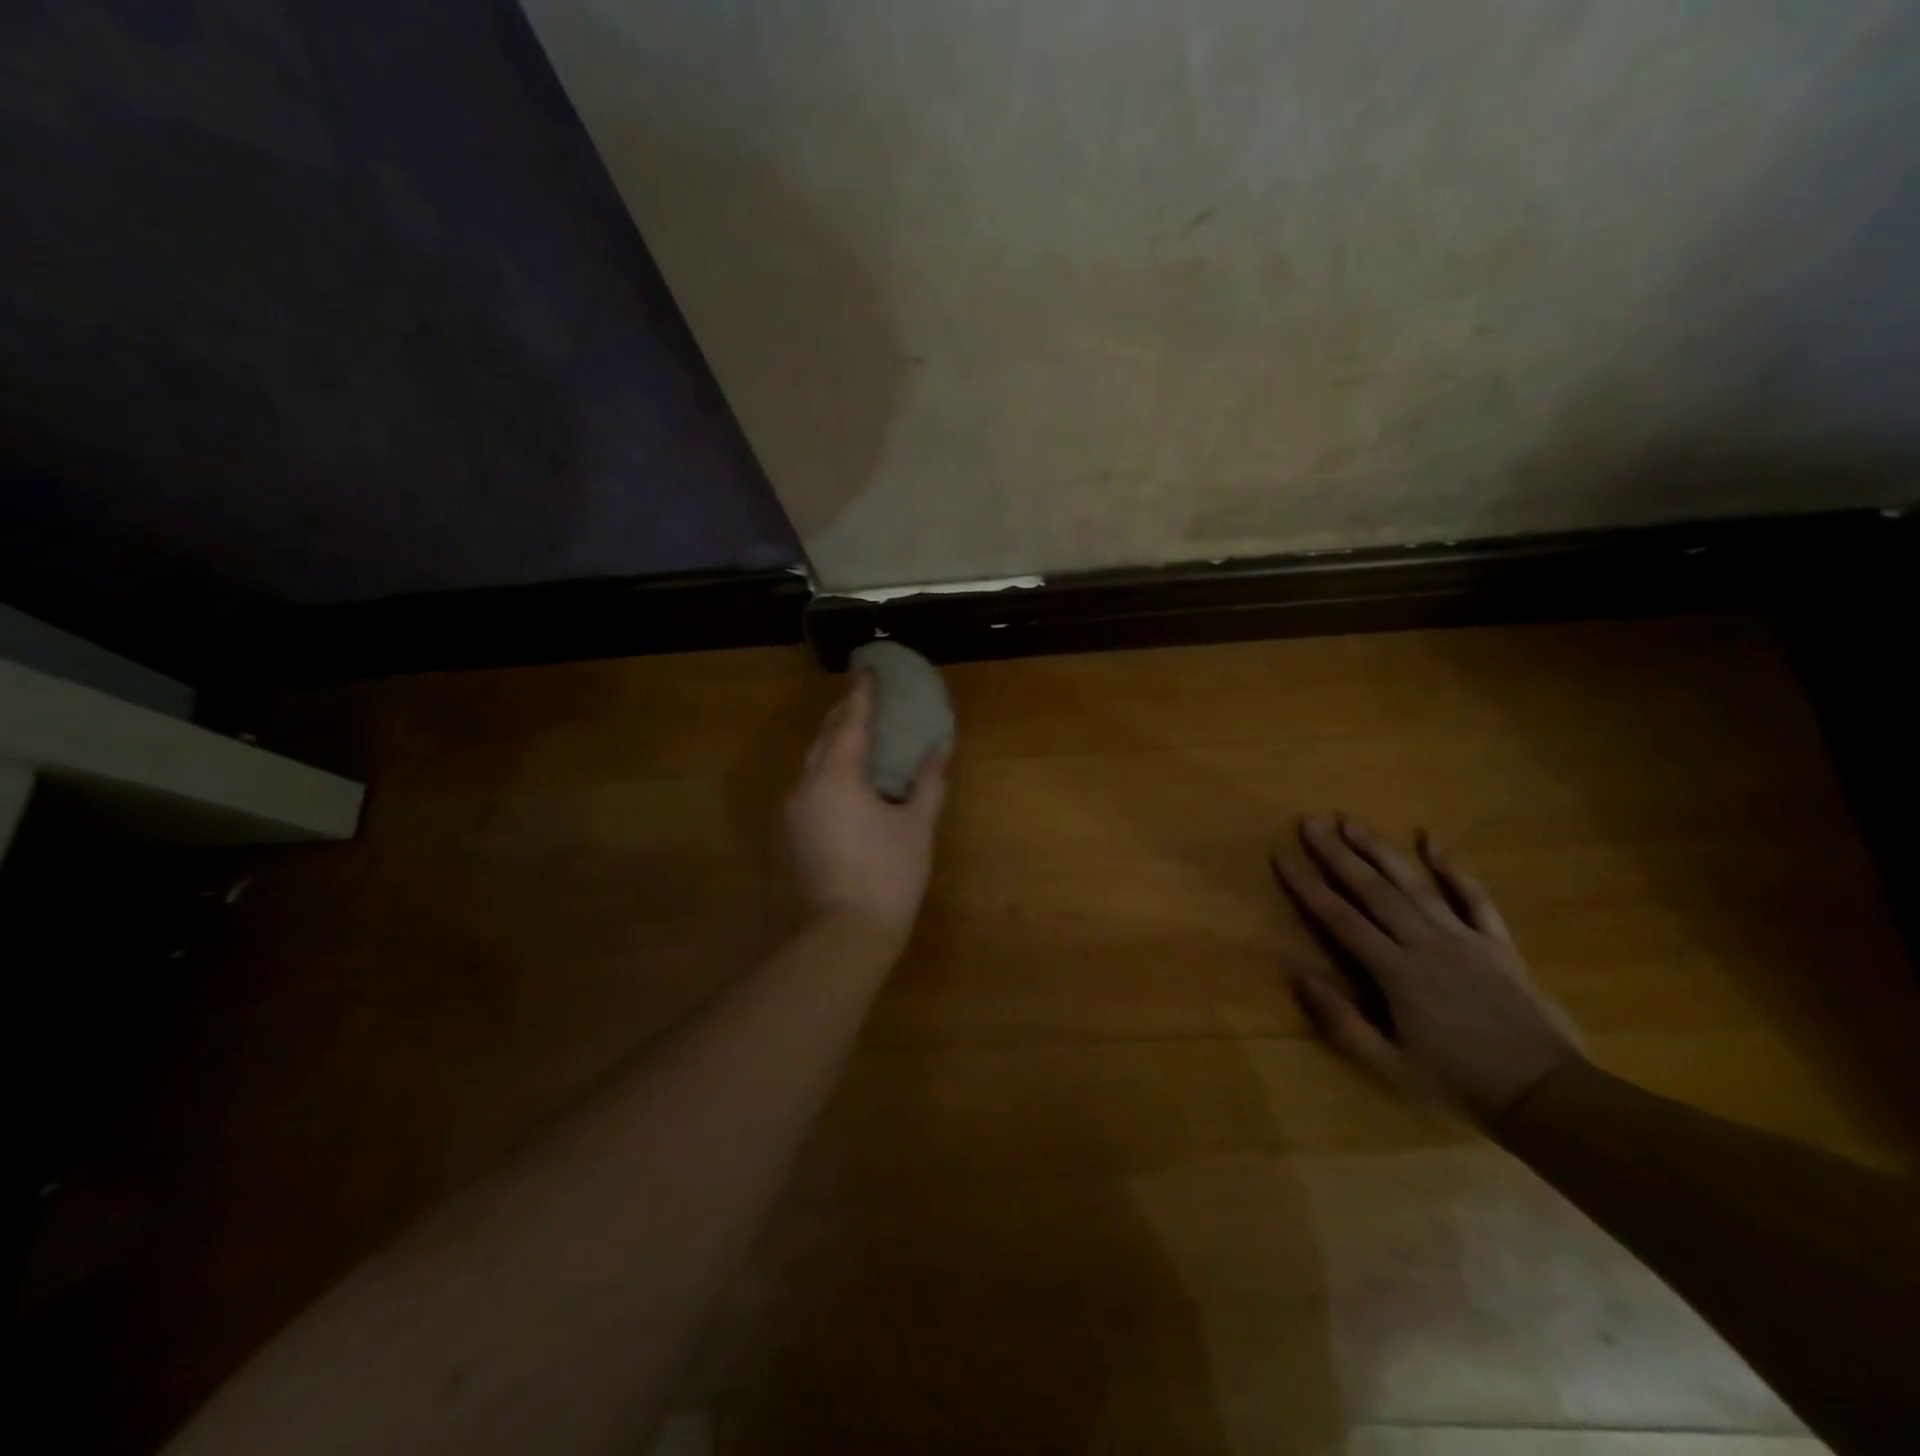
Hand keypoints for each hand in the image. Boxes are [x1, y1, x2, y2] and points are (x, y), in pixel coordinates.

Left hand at [786, 673, 947, 946]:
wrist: (843, 935)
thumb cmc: (888, 875)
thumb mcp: (916, 826)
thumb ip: (928, 782)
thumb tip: (938, 748)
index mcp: (838, 776)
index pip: (850, 723)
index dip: (862, 695)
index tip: (869, 671)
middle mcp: (807, 785)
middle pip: (825, 737)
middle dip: (844, 714)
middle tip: (864, 696)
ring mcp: (795, 811)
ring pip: (812, 761)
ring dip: (833, 741)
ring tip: (855, 731)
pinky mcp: (792, 833)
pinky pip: (810, 784)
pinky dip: (827, 768)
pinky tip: (844, 777)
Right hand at [1273, 815, 1584, 1123]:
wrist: (1549, 1096)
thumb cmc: (1460, 1083)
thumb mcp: (1389, 1065)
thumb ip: (1342, 1021)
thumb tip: (1297, 975)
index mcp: (1396, 972)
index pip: (1341, 919)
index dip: (1308, 887)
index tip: (1282, 857)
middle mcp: (1426, 943)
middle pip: (1373, 890)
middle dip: (1338, 854)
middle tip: (1311, 822)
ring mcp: (1464, 938)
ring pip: (1414, 884)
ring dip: (1381, 850)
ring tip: (1353, 822)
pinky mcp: (1497, 943)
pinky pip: (1474, 898)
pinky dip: (1453, 868)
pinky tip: (1431, 840)